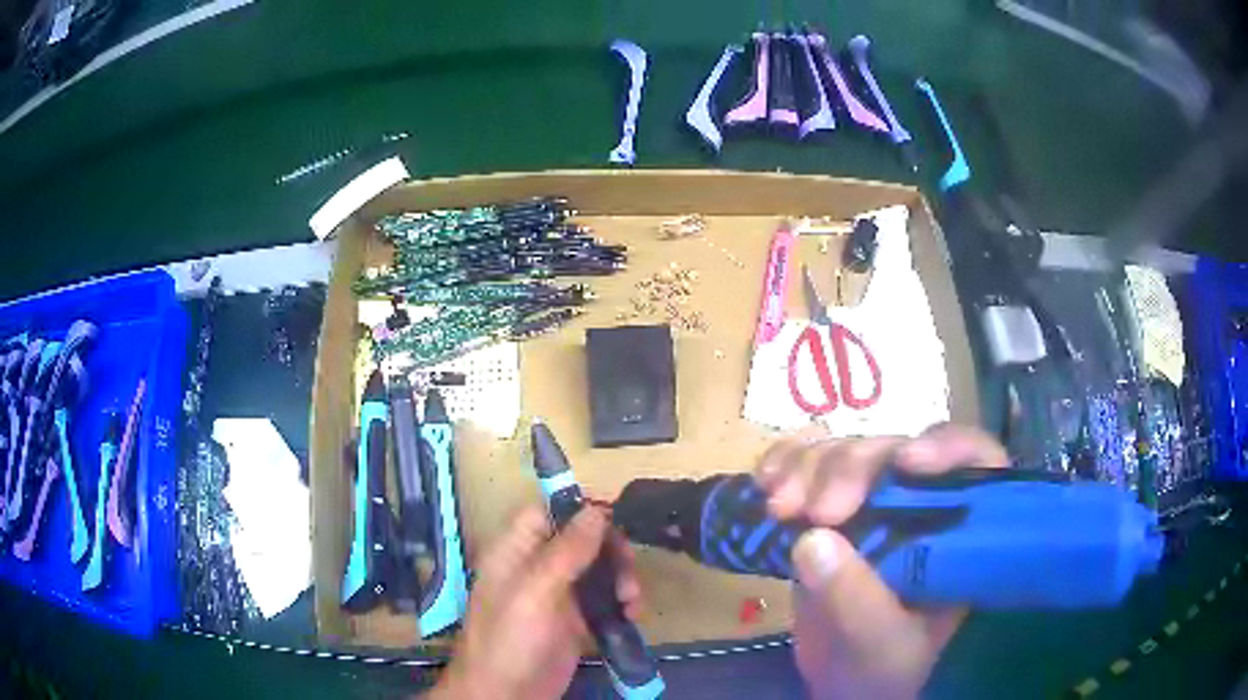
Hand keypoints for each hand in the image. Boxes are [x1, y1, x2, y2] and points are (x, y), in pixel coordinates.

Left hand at [430, 507, 640, 699]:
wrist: (506, 695)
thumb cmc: (511, 639)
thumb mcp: (536, 592)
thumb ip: (566, 551)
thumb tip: (596, 510)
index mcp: (516, 551)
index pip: (547, 511)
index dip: (579, 509)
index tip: (616, 518)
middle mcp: (537, 567)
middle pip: (580, 540)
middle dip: (610, 550)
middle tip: (628, 572)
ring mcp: (556, 595)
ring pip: (597, 569)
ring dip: (621, 579)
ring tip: (632, 602)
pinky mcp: (574, 621)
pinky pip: (603, 600)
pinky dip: (621, 604)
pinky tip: (630, 616)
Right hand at [755, 424, 1008, 699]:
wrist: (842, 684)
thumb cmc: (883, 669)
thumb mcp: (880, 643)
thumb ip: (856, 599)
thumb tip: (812, 538)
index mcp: (957, 533)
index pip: (975, 461)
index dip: (949, 446)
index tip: (908, 463)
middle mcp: (920, 506)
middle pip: (895, 452)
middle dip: (852, 468)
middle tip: (816, 512)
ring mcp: (872, 505)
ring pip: (847, 452)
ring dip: (809, 467)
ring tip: (779, 508)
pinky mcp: (828, 512)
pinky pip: (808, 465)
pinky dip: (785, 463)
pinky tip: (765, 481)